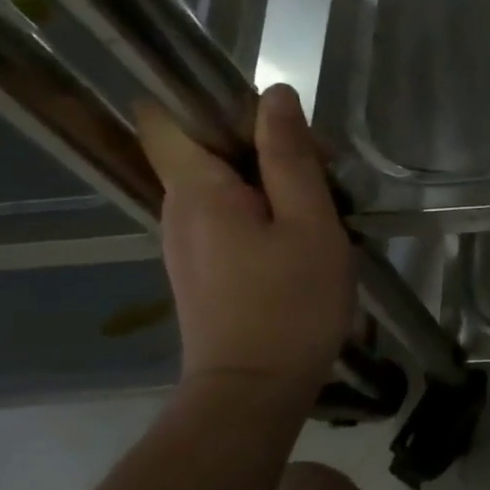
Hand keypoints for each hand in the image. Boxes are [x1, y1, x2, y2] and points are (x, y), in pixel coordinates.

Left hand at [134, 85, 353, 400]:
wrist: (253, 395)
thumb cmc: (289, 305)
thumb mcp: (307, 222)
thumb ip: (289, 156)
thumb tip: (275, 95)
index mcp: (196, 189)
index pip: (166, 117)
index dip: (211, 100)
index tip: (265, 112)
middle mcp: (178, 209)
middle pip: (207, 147)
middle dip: (263, 142)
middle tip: (324, 167)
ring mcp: (187, 241)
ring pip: (223, 182)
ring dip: (270, 178)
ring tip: (323, 202)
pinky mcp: (203, 267)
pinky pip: (227, 214)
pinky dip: (263, 209)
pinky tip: (303, 234)